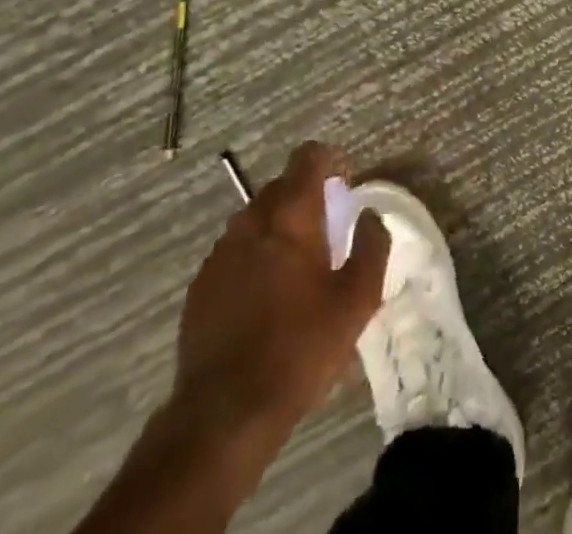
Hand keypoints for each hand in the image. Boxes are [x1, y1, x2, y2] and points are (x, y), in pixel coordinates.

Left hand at [173, 142, 389, 433]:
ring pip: (255, 220)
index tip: (344, 186)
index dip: (330, 161)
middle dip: (305, 197)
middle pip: (281, 187)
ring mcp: (220, 254)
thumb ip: (372, 247)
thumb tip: (370, 216)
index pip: (307, 158)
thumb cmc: (299, 349)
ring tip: (295, 270)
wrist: (224, 413)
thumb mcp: (357, 301)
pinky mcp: (200, 286)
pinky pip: (234, 253)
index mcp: (290, 217)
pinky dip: (253, 259)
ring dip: (277, 229)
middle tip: (326, 233)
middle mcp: (250, 222)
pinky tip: (264, 300)